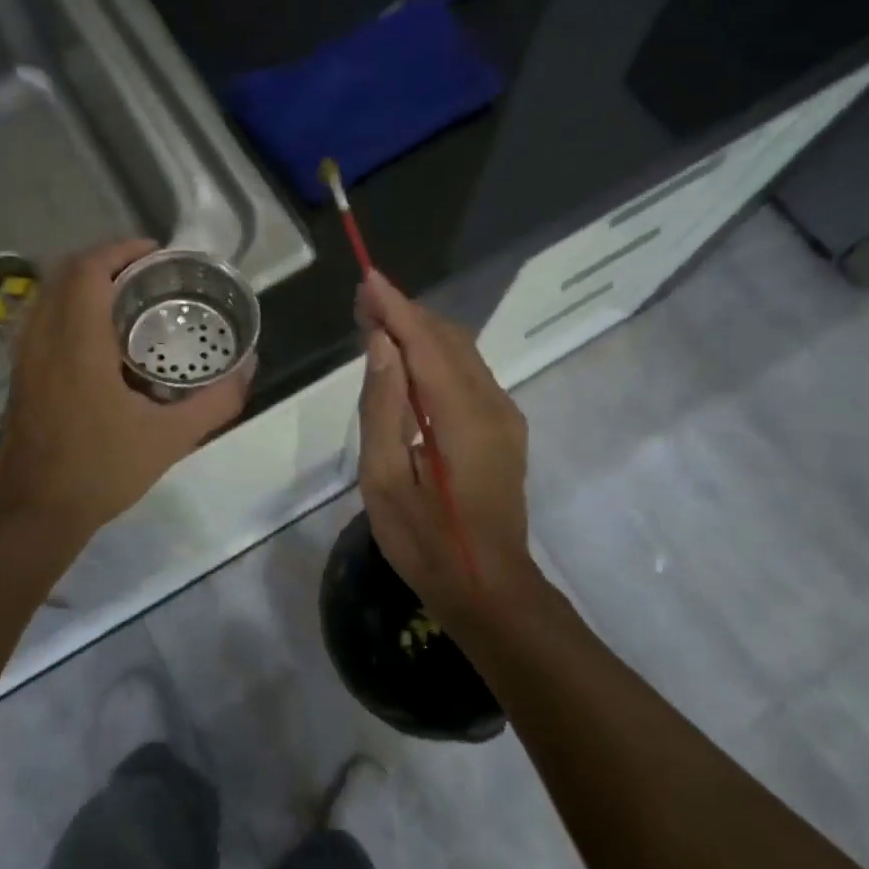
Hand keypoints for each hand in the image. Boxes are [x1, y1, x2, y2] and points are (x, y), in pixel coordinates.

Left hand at [0, 240, 253, 549]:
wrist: (33, 514)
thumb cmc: (100, 471)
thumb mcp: (170, 439)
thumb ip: (215, 402)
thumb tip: (249, 369)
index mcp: (77, 344)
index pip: (86, 270)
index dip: (119, 250)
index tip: (155, 254)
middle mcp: (43, 340)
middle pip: (64, 274)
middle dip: (106, 262)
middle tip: (148, 275)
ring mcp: (25, 359)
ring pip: (47, 296)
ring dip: (84, 285)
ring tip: (128, 301)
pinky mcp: (20, 378)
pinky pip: (41, 322)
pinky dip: (70, 310)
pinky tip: (102, 343)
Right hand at [355, 272, 537, 622]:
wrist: (490, 590)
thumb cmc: (427, 543)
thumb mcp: (385, 480)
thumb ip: (383, 407)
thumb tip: (381, 344)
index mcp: (463, 416)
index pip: (426, 343)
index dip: (395, 307)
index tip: (367, 278)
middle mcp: (493, 404)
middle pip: (448, 338)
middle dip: (406, 313)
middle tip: (363, 303)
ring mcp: (505, 416)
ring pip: (462, 353)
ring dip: (421, 332)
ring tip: (377, 324)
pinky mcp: (505, 428)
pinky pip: (469, 374)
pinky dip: (436, 356)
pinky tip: (408, 363)